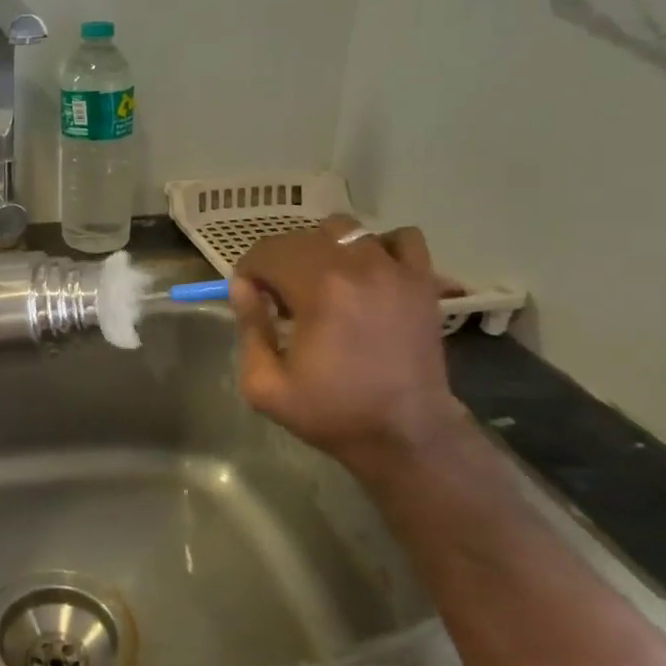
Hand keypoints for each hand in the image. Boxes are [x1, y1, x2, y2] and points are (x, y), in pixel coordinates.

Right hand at [230, 216, 462, 469]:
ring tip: (322, 283)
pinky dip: (379, 247)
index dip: (249, 272)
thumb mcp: (264, 384)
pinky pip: (401, 238)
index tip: (251, 299)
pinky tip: (368, 275)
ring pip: (346, 231)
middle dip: (280, 263)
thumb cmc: (331, 413)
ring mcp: (395, 271)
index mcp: (318, 290)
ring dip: (324, 250)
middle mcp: (358, 268)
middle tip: (281, 300)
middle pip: (301, 238)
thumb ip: (249, 328)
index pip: (268, 252)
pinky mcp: (422, 282)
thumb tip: (243, 288)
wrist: (405, 435)